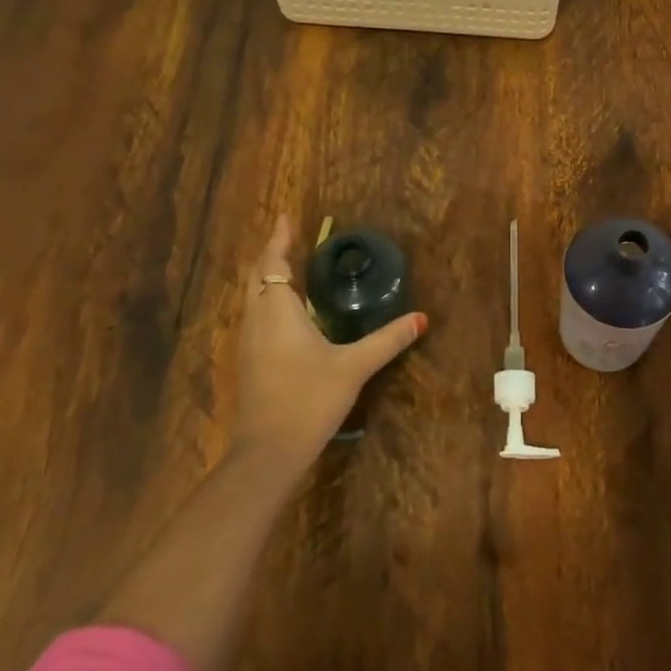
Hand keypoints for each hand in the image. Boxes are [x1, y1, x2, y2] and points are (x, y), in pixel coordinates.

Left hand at [231, 215, 427, 466]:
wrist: (267, 453)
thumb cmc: (308, 399)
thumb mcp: (353, 366)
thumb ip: (387, 340)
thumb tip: (421, 318)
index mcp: (278, 311)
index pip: (273, 263)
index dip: (278, 239)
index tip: (285, 217)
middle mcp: (257, 320)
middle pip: (257, 276)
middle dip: (270, 255)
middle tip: (288, 238)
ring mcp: (248, 343)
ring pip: (253, 298)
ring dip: (267, 278)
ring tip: (288, 267)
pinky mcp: (249, 362)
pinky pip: (255, 316)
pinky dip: (268, 301)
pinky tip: (286, 313)